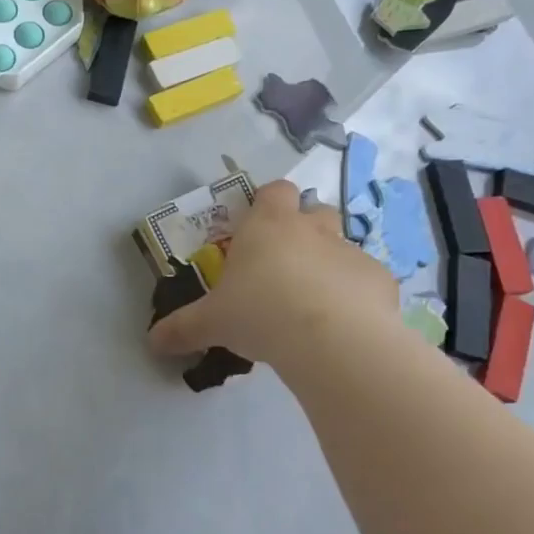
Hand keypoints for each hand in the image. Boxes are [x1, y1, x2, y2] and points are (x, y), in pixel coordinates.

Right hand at [148, 180, 400, 369]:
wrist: (331, 340)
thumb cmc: (260, 313)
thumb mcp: (210, 323)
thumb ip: (182, 329)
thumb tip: (152, 343)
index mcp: (268, 226)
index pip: (273, 190)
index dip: (267, 202)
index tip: (257, 226)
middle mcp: (312, 230)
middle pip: (314, 210)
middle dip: (304, 229)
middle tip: (286, 264)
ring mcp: (351, 252)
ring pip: (343, 245)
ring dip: (330, 264)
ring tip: (315, 301)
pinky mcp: (380, 281)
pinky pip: (366, 281)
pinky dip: (357, 296)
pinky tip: (345, 326)